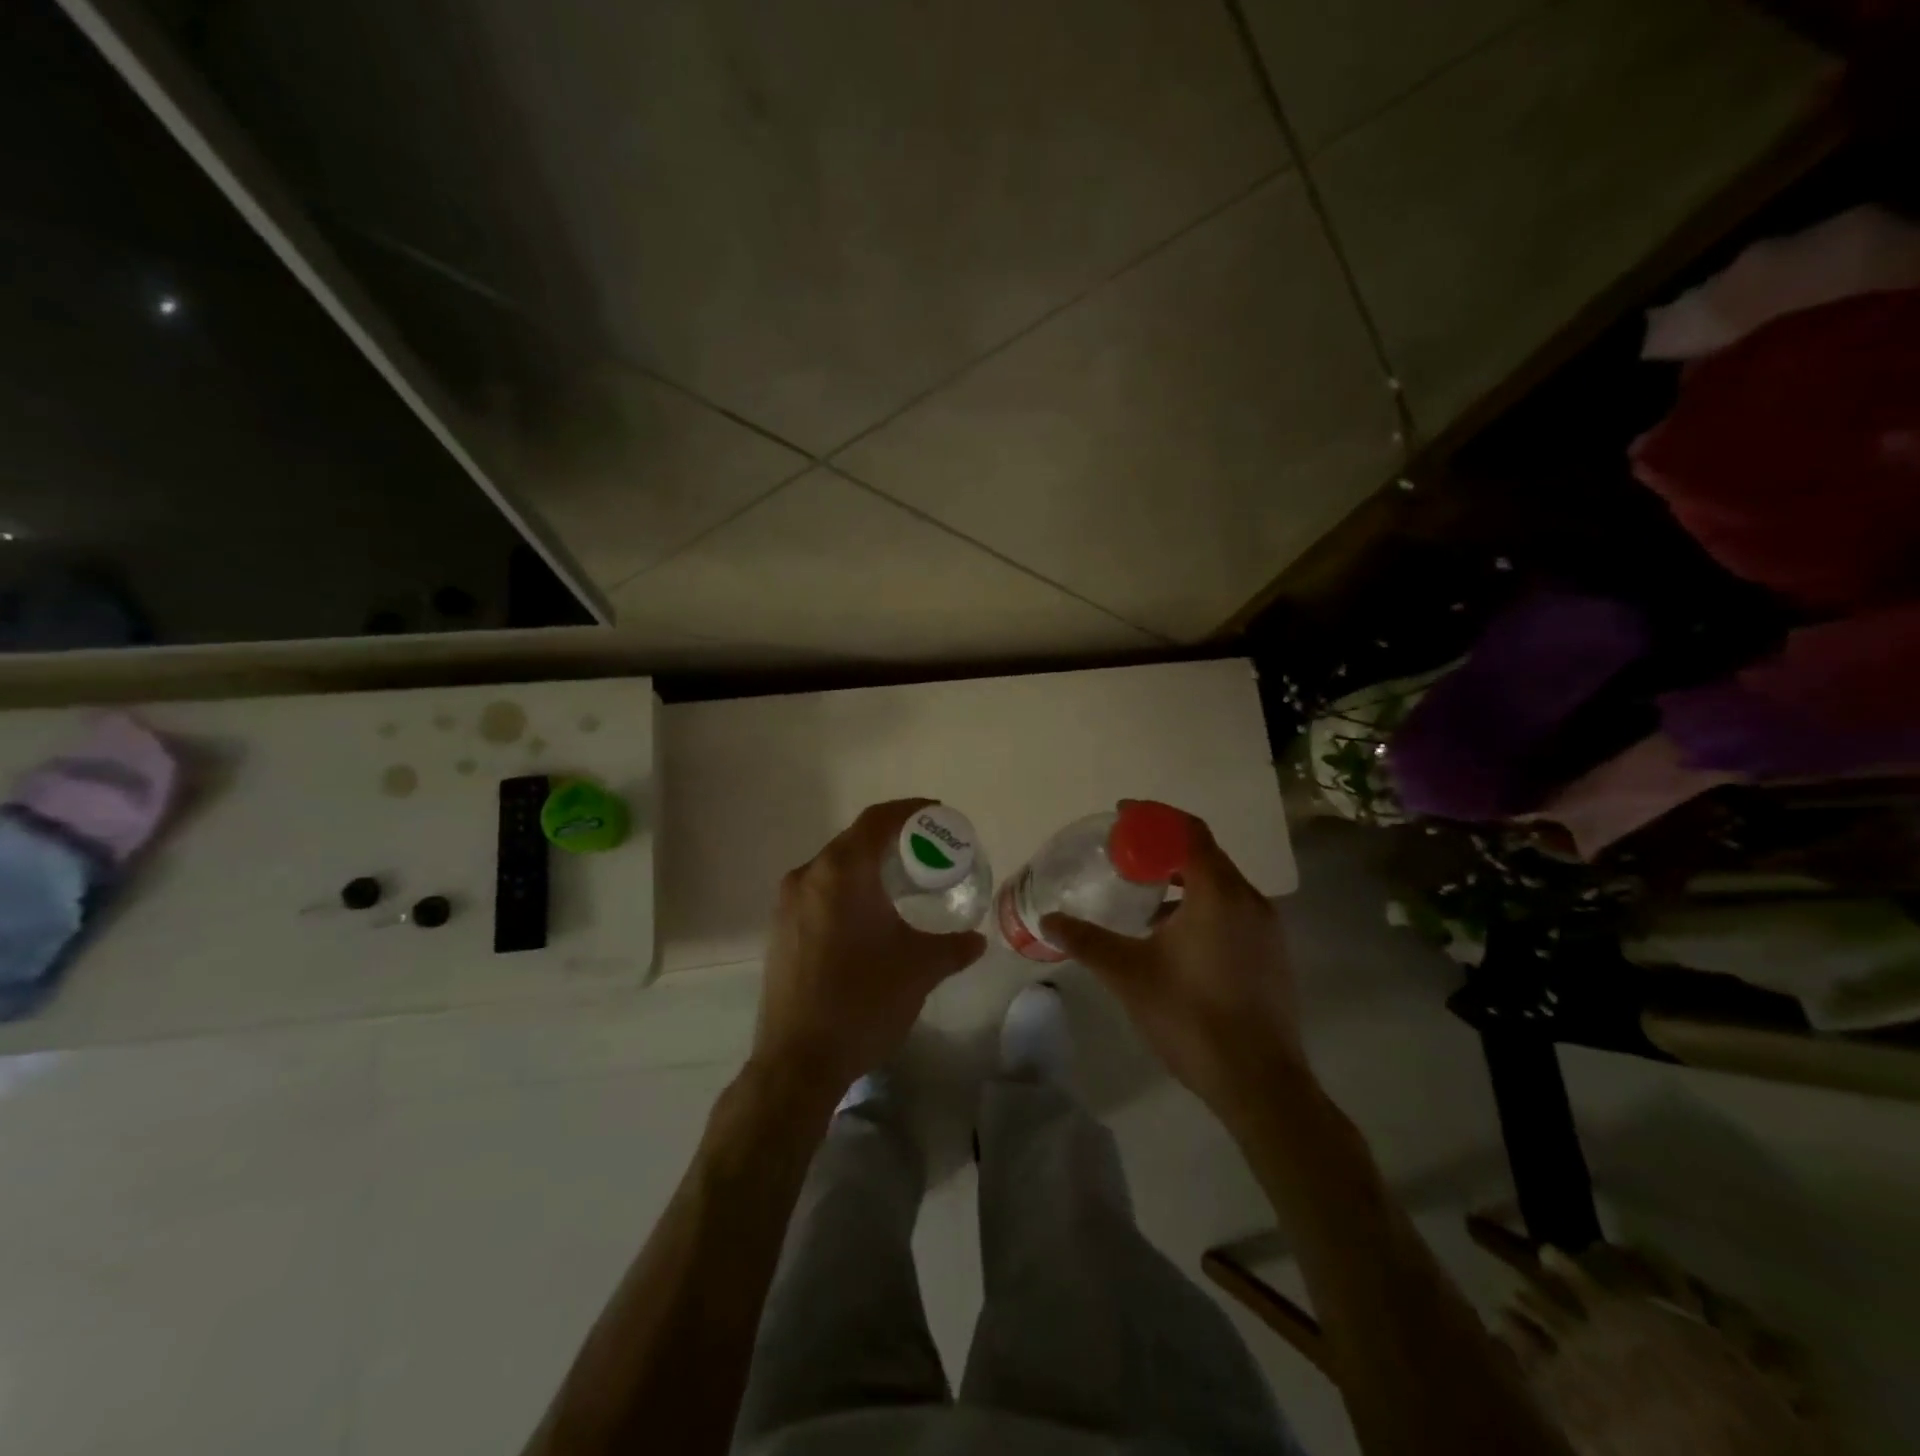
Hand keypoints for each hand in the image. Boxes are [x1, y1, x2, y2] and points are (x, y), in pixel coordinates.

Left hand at [753, 799, 986, 1103]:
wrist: (798, 1061)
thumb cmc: (863, 1001)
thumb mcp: (919, 970)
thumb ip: (953, 947)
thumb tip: (977, 940)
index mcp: (842, 872)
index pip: (877, 820)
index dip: (910, 810)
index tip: (937, 815)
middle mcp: (808, 876)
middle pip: (854, 840)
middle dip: (891, 839)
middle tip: (926, 851)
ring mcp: (786, 904)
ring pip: (833, 867)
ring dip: (867, 865)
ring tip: (901, 882)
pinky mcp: (779, 930)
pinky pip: (818, 891)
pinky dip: (846, 889)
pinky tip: (867, 915)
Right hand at [1043, 812, 1303, 1118]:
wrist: (1259, 1082)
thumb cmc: (1190, 1016)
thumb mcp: (1129, 975)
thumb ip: (1087, 941)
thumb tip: (1047, 920)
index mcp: (1217, 893)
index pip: (1188, 831)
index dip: (1153, 817)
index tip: (1121, 815)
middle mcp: (1249, 899)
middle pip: (1205, 854)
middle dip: (1163, 848)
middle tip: (1124, 855)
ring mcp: (1267, 928)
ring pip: (1220, 884)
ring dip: (1182, 879)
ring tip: (1143, 895)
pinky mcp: (1272, 954)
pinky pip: (1233, 909)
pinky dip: (1201, 904)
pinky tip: (1173, 935)